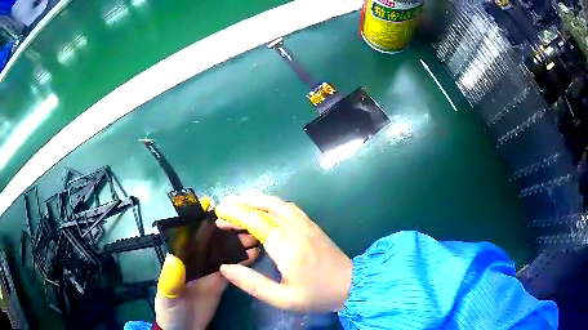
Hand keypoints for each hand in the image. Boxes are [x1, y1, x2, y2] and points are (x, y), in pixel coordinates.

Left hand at [155, 197, 259, 329]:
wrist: (184, 329)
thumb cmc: (171, 309)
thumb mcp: (168, 293)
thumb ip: (171, 277)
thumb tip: (175, 255)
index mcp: (181, 258)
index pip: (189, 234)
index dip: (198, 218)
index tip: (211, 204)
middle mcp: (196, 259)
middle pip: (211, 239)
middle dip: (226, 227)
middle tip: (244, 221)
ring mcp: (210, 270)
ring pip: (224, 250)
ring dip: (238, 241)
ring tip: (255, 235)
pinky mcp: (220, 281)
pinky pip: (232, 266)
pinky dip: (243, 258)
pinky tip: (255, 253)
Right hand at [215, 195, 351, 311]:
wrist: (352, 284)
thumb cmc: (316, 294)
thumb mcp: (281, 297)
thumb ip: (252, 283)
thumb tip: (225, 267)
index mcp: (284, 243)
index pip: (253, 219)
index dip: (234, 214)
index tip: (218, 214)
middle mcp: (294, 226)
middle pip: (263, 205)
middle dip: (241, 203)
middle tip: (224, 208)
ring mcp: (305, 223)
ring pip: (276, 202)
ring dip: (255, 200)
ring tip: (239, 205)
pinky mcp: (311, 225)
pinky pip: (287, 207)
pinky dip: (270, 204)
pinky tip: (264, 211)